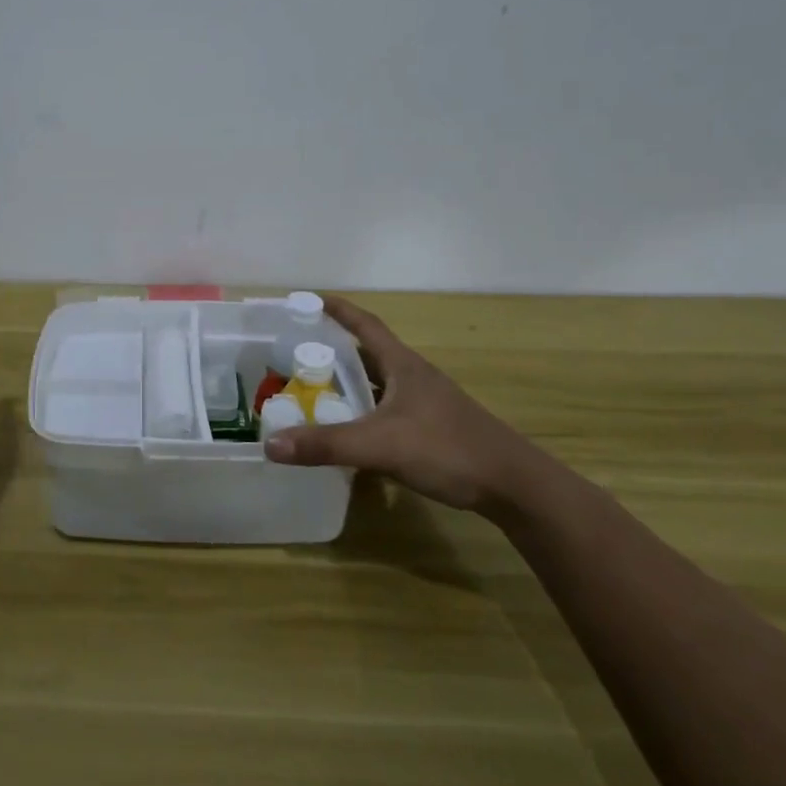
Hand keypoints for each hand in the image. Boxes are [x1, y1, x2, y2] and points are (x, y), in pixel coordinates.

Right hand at [263, 296, 541, 512]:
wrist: (514, 486)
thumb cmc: (448, 449)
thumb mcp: (380, 445)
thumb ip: (326, 445)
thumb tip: (270, 444)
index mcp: (403, 365)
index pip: (365, 325)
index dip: (337, 310)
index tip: (309, 299)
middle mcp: (414, 377)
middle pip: (369, 353)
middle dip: (335, 349)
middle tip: (298, 352)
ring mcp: (426, 403)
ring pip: (379, 384)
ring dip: (350, 383)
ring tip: (315, 389)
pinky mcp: (433, 429)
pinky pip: (388, 410)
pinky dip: (365, 413)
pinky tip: (351, 431)